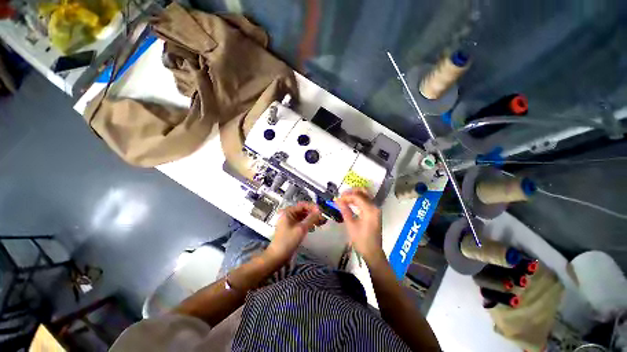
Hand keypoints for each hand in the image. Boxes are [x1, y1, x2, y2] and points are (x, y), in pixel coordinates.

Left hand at [266, 202, 322, 261]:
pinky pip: (301, 222)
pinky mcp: (292, 228)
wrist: (278, 256)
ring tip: (320, 223)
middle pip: (303, 210)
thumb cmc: (288, 241)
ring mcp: (290, 221)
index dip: (313, 207)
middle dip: (313, 213)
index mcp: (288, 212)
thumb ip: (311, 218)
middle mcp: (288, 214)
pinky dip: (308, 223)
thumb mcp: (301, 229)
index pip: (303, 205)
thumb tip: (319, 211)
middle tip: (323, 218)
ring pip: (303, 216)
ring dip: (312, 218)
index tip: (321, 212)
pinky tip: (314, 227)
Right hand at [336, 188, 383, 261]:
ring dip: (355, 195)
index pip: (357, 196)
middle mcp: (375, 206)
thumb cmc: (361, 240)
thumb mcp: (351, 225)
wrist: (372, 252)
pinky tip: (351, 203)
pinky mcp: (375, 212)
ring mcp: (376, 209)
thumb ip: (345, 210)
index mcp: (370, 210)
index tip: (337, 199)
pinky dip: (358, 199)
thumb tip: (337, 200)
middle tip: (341, 196)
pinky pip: (366, 201)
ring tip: (344, 199)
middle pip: (363, 192)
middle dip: (351, 192)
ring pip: (365, 195)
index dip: (346, 196)